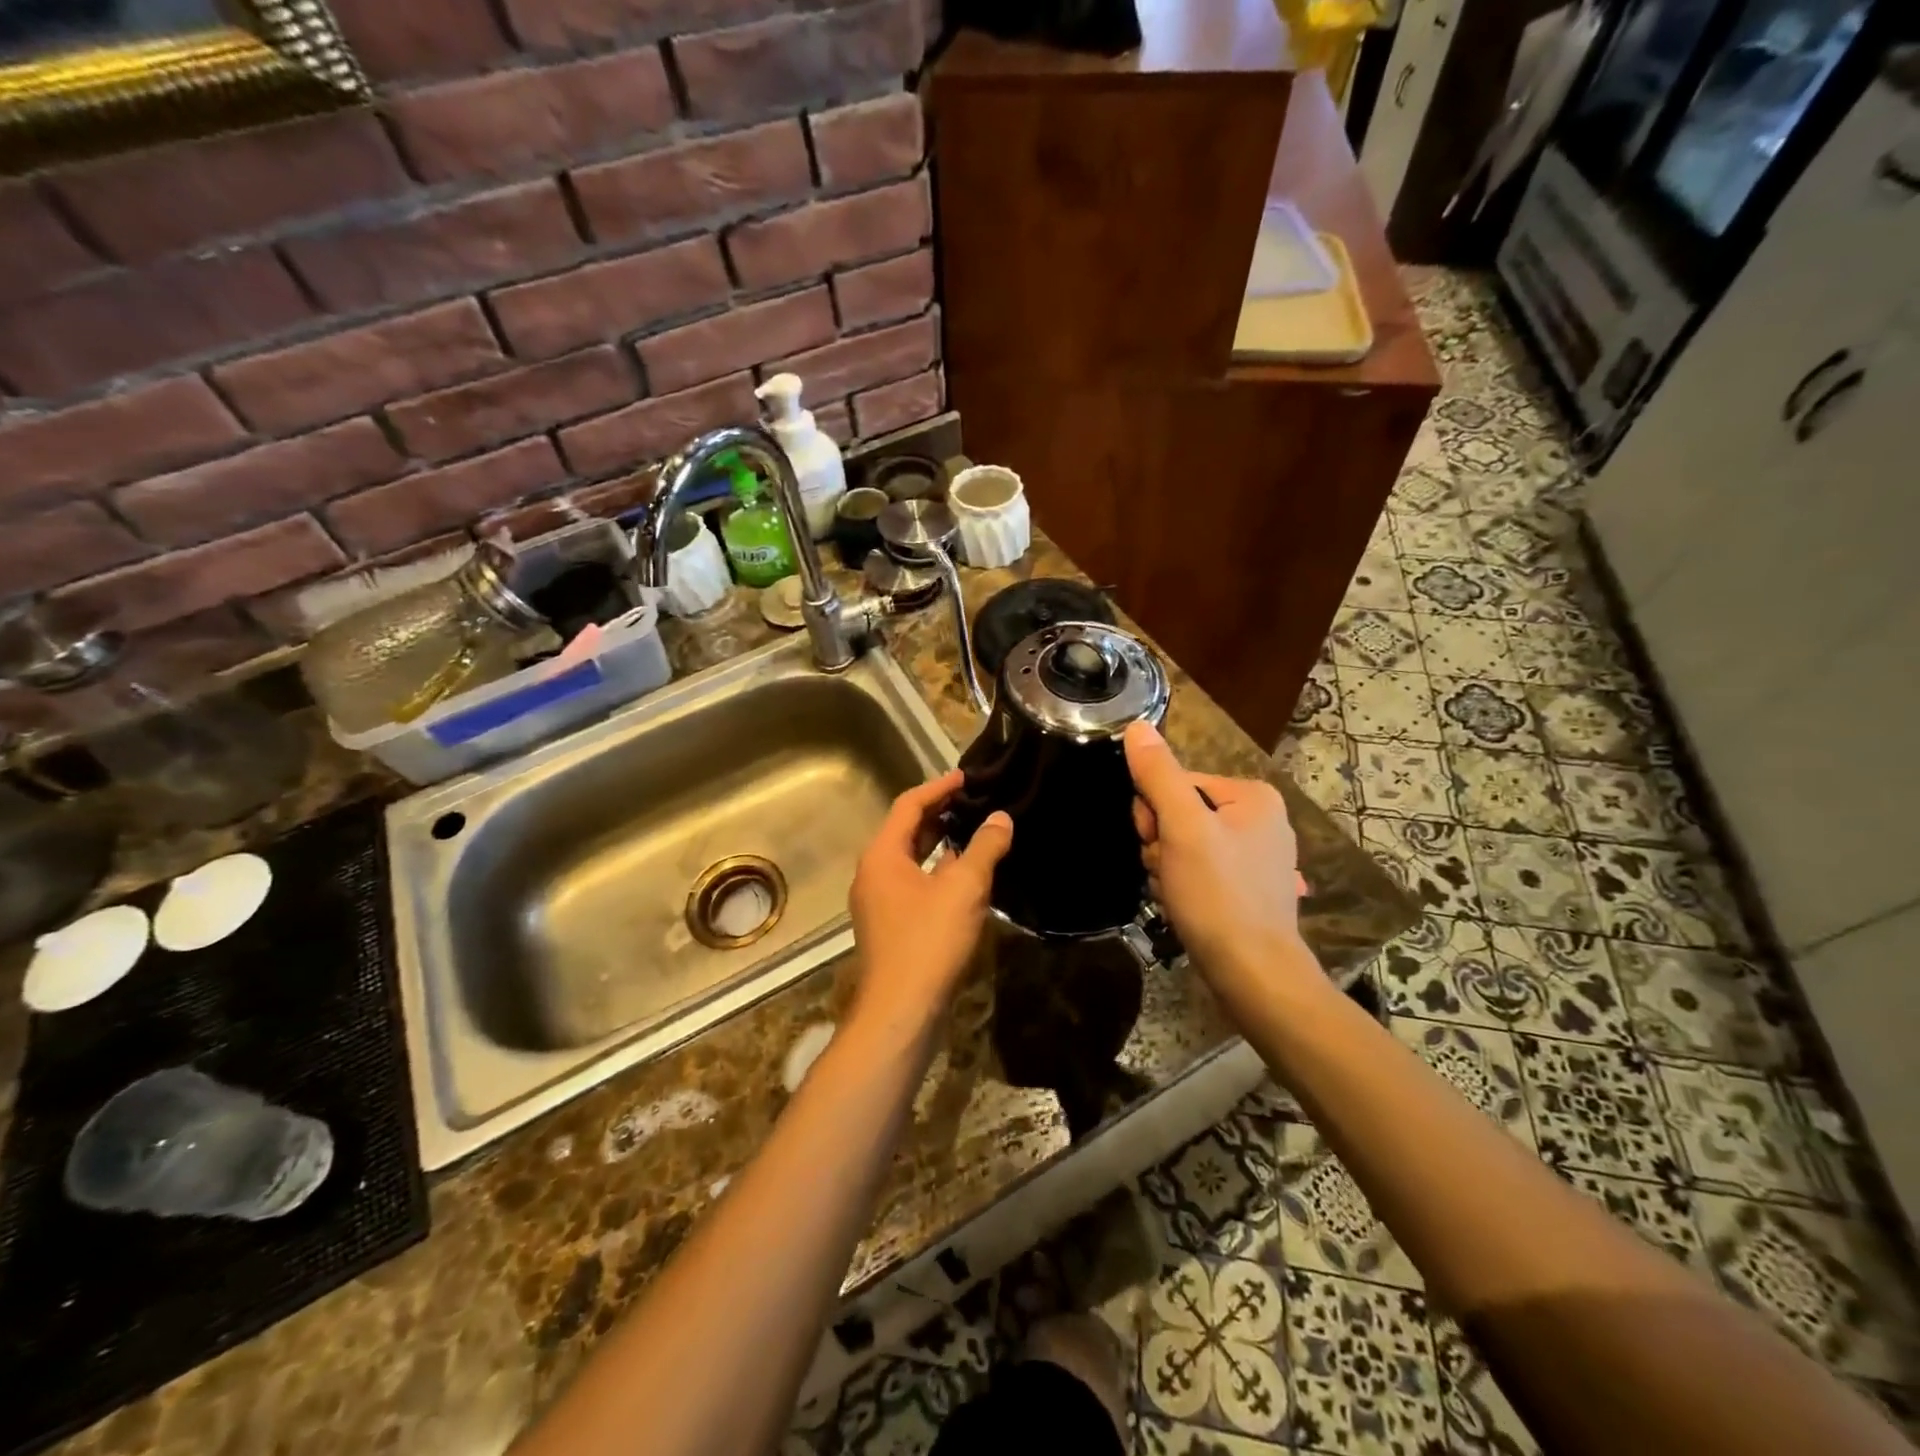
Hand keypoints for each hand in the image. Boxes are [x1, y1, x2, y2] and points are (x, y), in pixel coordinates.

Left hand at [848, 770, 1012, 1039]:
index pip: (908, 805)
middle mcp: (873, 873)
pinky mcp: (890, 925)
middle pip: (906, 830)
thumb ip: (984, 848)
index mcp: (882, 854)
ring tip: (975, 832)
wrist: (901, 1010)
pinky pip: (914, 884)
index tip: (967, 776)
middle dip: (940, 814)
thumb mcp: (964, 888)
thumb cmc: (929, 940)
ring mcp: (879, 901)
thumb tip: (1001, 818)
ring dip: (940, 844)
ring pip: (911, 860)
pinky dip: (937, 872)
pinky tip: (966, 877)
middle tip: (975, 801)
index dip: (939, 787)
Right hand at [1123, 721, 1315, 990]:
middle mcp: (1260, 819)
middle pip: (1179, 813)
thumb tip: (1136, 726)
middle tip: (1168, 871)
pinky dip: (1184, 885)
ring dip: (1167, 867)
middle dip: (1161, 843)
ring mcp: (1256, 856)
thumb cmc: (1218, 894)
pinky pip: (1199, 869)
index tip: (1156, 843)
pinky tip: (1186, 905)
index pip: (1175, 783)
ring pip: (1184, 844)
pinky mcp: (1248, 888)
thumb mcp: (1182, 828)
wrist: (1253, 974)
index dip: (1153, 813)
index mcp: (1252, 795)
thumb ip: (1158, 775)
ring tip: (1176, 892)